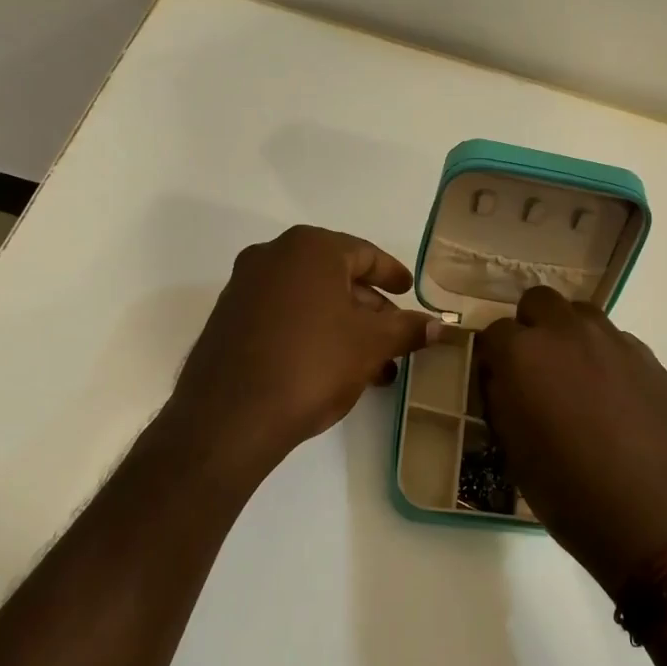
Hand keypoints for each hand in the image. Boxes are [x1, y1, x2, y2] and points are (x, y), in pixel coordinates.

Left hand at [164, 226, 437, 472]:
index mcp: (310, 248)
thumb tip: (438, 324)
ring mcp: (244, 287)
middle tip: (394, 335)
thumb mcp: (371, 345)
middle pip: (336, 276)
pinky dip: (312, 333)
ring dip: (344, 326)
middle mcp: (272, 256)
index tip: (409, 291)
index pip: (365, 254)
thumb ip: (407, 328)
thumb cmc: (312, 364)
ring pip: (310, 300)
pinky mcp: (228, 319)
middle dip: (370, 308)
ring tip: (372, 364)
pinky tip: (332, 367)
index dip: (392, 275)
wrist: (229, 417)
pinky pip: (283, 316)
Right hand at [476, 288, 666, 595]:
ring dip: (569, 334)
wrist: (651, 513)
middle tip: (534, 368)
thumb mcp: (513, 450)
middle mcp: (566, 332)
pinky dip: (604, 355)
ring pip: (581, 314)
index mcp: (523, 354)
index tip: (498, 380)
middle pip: (539, 301)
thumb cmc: (568, 491)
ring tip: (574, 376)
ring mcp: (612, 340)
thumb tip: (503, 378)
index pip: (493, 333)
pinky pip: (615, 339)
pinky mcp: (647, 356)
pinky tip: (612, 395)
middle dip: (530, 327)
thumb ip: (502, 399)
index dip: (493, 357)